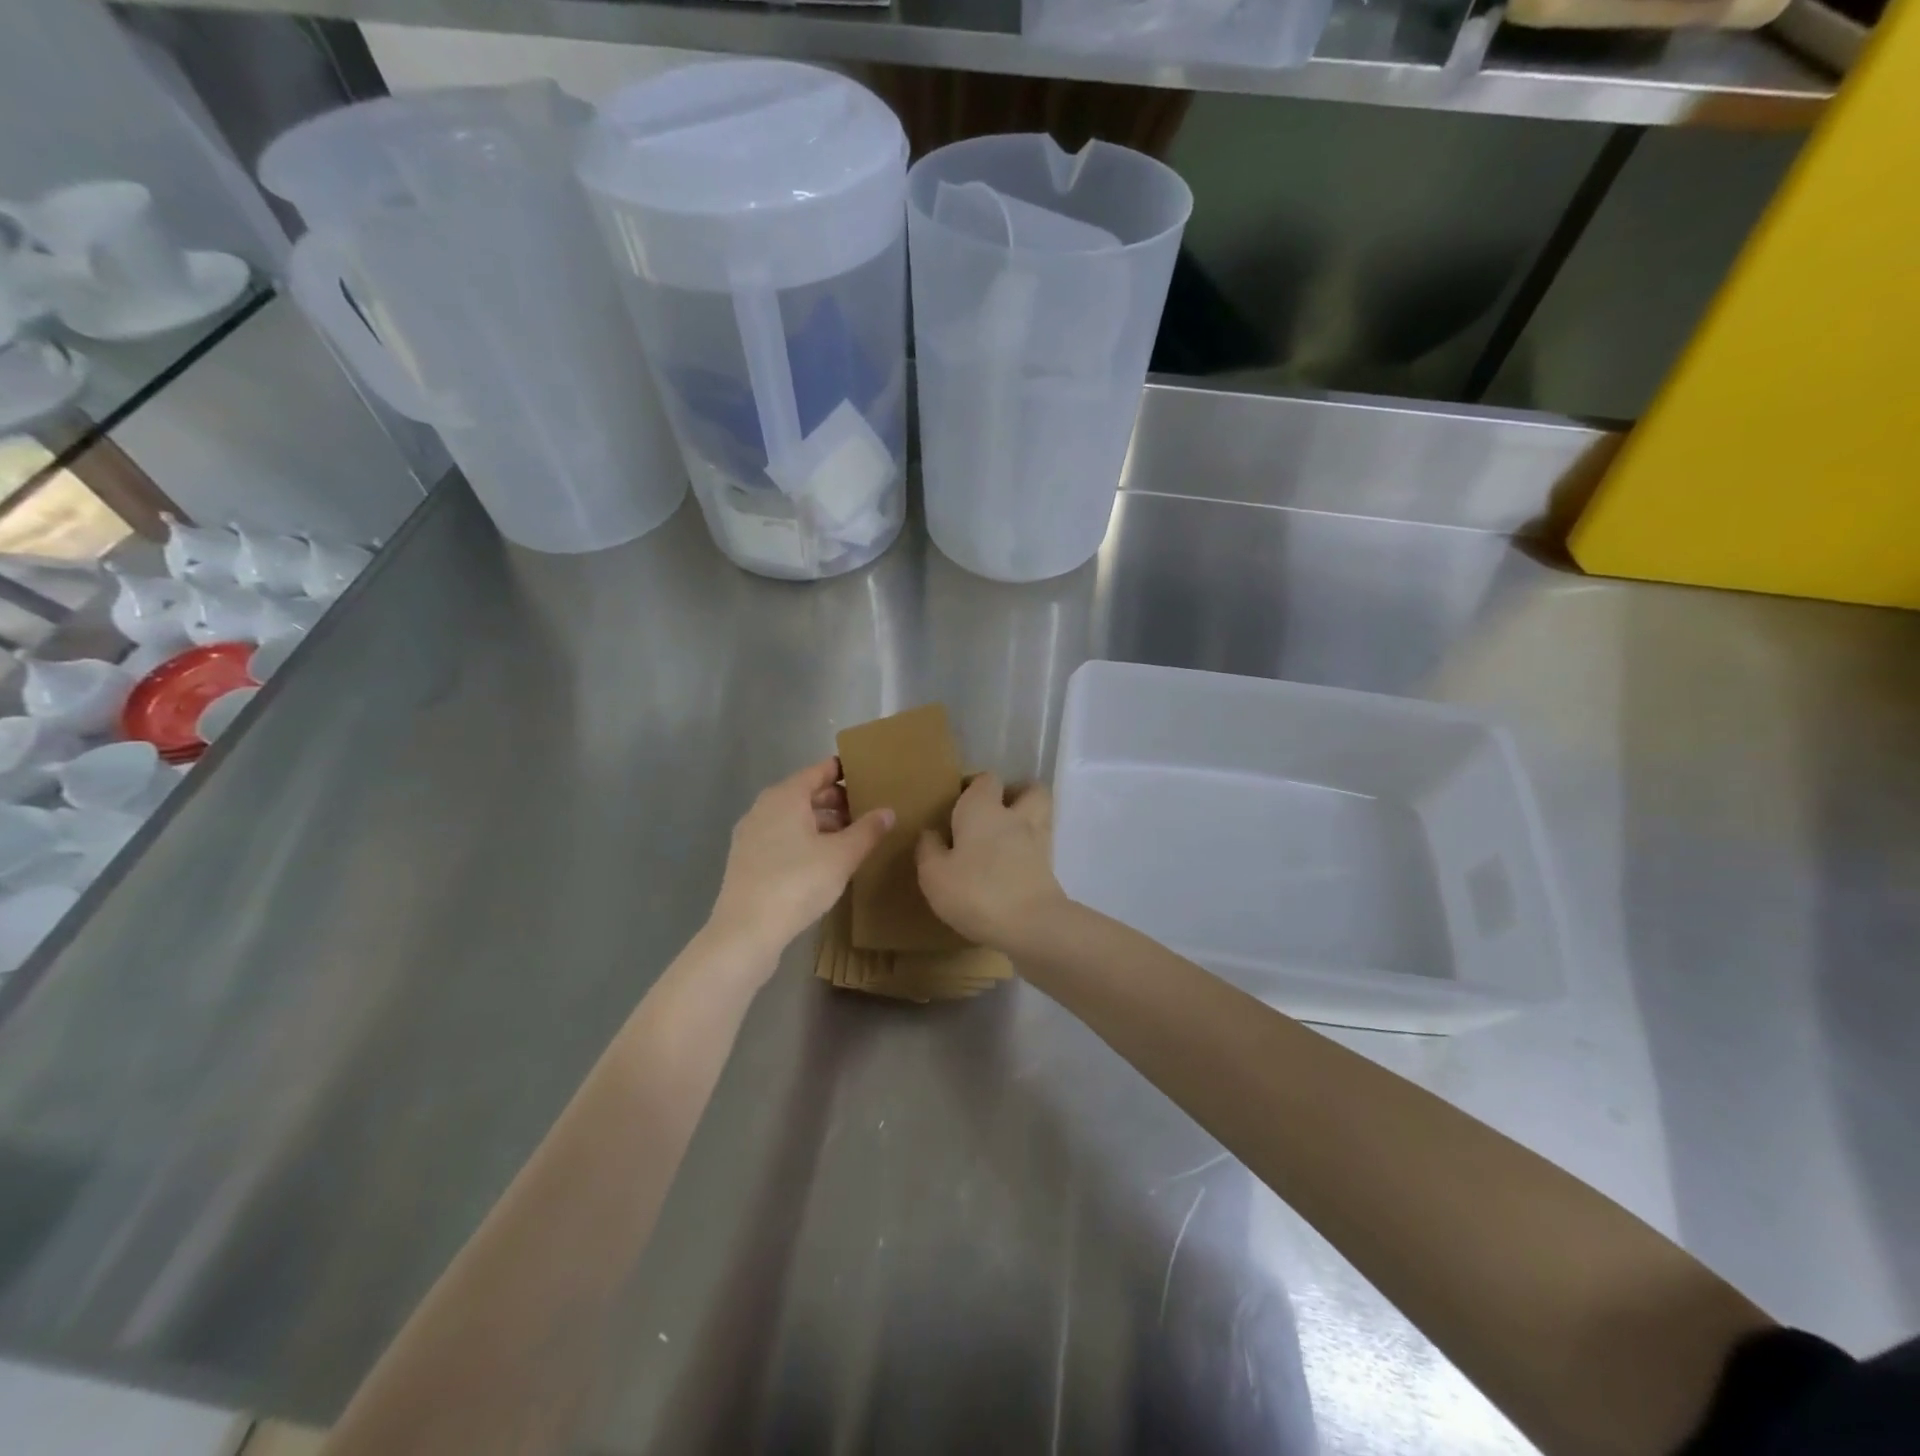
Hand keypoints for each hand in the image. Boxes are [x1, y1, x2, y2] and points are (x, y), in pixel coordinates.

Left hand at [707, 758, 892, 969]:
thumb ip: (868, 830)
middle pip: (806, 793)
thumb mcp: (842, 856)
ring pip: (793, 818)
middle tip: (867, 810)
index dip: (845, 771)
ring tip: (851, 837)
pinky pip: (782, 837)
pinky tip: (824, 860)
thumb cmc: (798, 882)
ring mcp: (751, 834)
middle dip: (836, 800)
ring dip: (822, 823)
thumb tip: (888, 811)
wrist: (746, 930)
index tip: (869, 776)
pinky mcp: (747, 860)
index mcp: (786, 796)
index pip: (820, 771)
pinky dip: (804, 840)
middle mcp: (764, 807)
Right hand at [916, 772, 1067, 951]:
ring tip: (1003, 840)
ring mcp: (1038, 841)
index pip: (986, 779)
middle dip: (1015, 794)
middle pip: (1029, 789)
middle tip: (994, 812)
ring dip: (1026, 820)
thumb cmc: (976, 891)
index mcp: (983, 809)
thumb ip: (929, 849)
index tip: (959, 801)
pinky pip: (1040, 848)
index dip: (974, 785)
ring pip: (1040, 816)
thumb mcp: (934, 875)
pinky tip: (1011, 867)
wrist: (1030, 925)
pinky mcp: (1050, 869)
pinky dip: (1029, 851)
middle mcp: (1016, 816)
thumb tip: (931, 833)